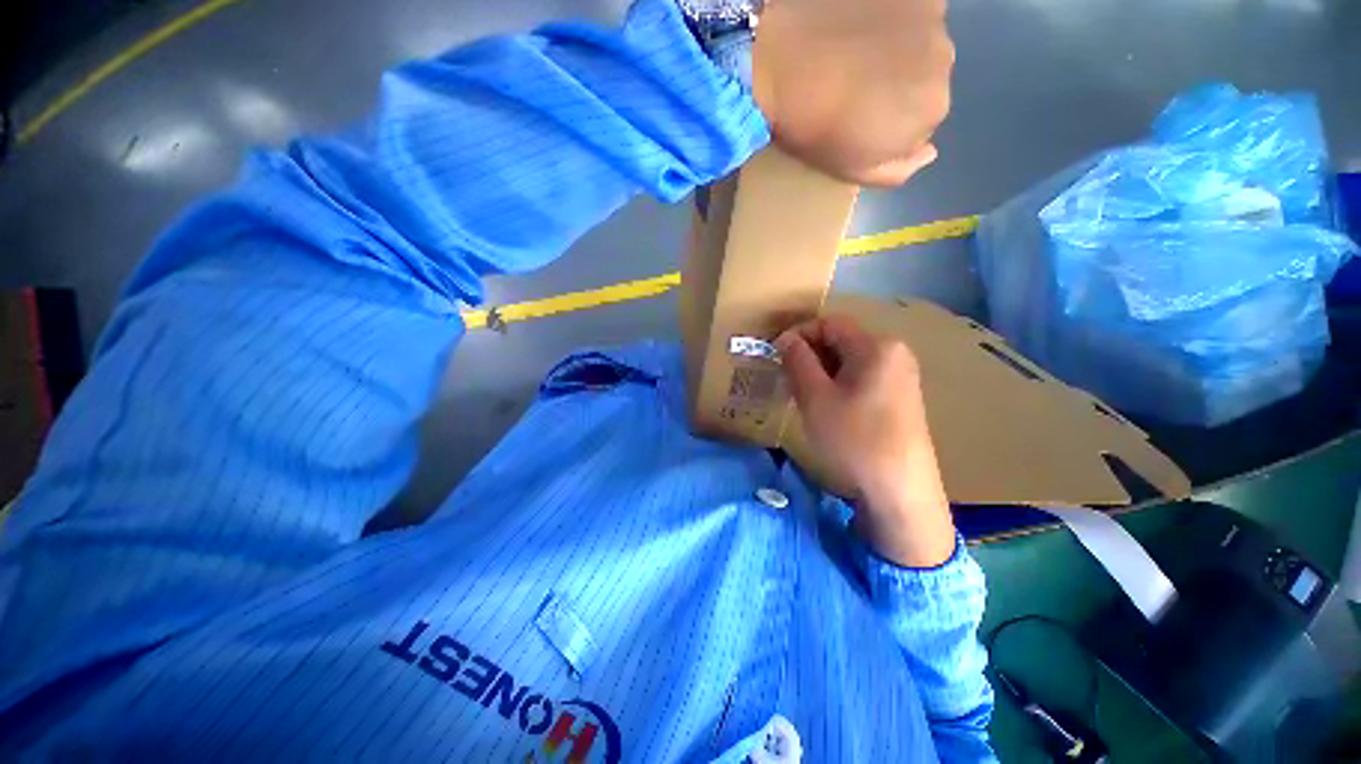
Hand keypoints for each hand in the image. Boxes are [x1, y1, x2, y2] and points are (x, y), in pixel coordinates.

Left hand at [751, 0, 954, 186]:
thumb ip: (897, 169)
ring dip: (897, 51)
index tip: (858, 118)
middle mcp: (945, 65)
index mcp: (931, 114)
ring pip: (921, 45)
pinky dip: (894, 19)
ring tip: (854, 54)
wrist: (782, 64)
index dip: (889, 122)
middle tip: (855, 86)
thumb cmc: (815, 128)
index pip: (921, 121)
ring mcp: (932, 22)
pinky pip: (912, 10)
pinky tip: (861, 25)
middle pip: (926, 80)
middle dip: (898, 86)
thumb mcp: (851, 169)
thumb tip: (930, 153)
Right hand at [775, 316, 955, 566]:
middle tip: (786, 378)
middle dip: (809, 354)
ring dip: (821, 371)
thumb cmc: (853, 439)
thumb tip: (786, 339)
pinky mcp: (902, 397)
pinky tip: (827, 407)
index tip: (775, 355)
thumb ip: (797, 360)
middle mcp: (895, 353)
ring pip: (850, 361)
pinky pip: (863, 378)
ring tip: (802, 394)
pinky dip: (838, 384)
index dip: (798, 334)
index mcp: (876, 346)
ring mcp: (902, 376)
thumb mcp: (815, 397)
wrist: (900, 491)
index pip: (829, 323)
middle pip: (842, 340)